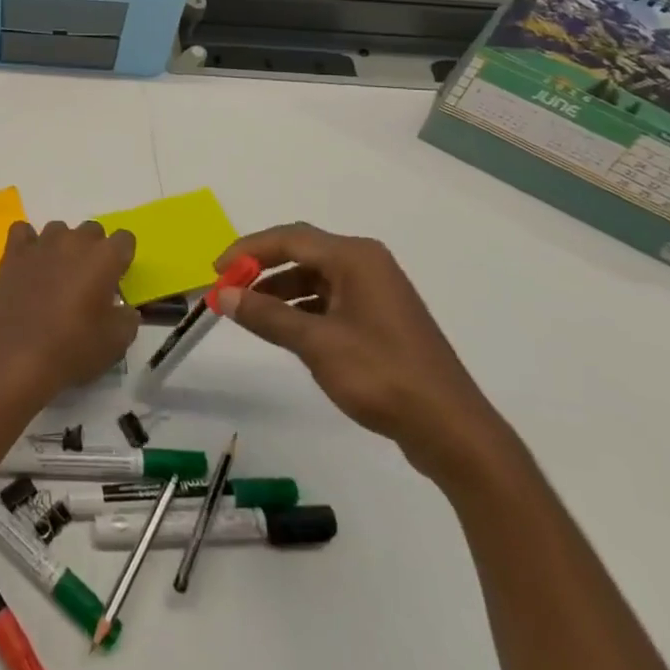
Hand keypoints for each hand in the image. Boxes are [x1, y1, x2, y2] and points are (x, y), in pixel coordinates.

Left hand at [0, 220, 138, 406]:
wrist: (15, 357)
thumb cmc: (71, 349)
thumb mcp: (116, 343)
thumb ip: (128, 318)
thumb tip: (124, 309)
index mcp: (105, 257)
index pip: (124, 239)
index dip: (122, 259)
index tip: (116, 280)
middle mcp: (74, 241)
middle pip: (92, 230)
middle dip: (94, 250)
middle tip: (88, 282)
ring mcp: (41, 243)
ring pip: (59, 229)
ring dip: (62, 247)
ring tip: (56, 276)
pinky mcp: (13, 252)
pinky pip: (23, 232)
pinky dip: (28, 243)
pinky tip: (29, 264)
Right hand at [213, 224, 513, 486]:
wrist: (453, 431)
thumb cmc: (382, 376)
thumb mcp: (317, 344)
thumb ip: (267, 316)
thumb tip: (224, 295)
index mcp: (355, 258)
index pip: (289, 238)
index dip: (247, 250)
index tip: (216, 270)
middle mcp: (366, 264)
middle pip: (302, 252)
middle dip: (262, 267)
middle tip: (229, 288)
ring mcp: (376, 292)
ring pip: (315, 278)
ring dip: (280, 291)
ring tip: (250, 312)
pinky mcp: (381, 319)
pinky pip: (330, 300)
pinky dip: (303, 309)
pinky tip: (285, 330)